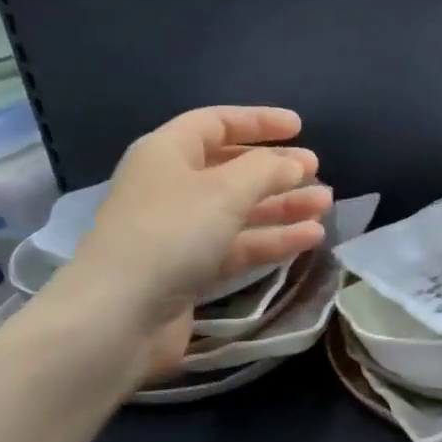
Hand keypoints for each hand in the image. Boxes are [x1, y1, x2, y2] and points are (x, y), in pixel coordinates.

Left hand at [47, 107, 331, 380]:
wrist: (116, 319)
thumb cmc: (171, 234)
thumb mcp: (226, 190)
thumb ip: (268, 169)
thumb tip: (295, 163)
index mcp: (167, 153)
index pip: (216, 123)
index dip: (258, 122)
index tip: (299, 127)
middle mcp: (171, 187)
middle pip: (231, 168)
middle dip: (276, 169)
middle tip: (316, 170)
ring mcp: (178, 232)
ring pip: (239, 209)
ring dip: (282, 205)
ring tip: (324, 205)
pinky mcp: (188, 271)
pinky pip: (237, 245)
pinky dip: (271, 239)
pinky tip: (310, 238)